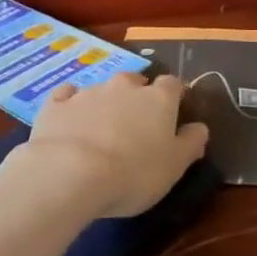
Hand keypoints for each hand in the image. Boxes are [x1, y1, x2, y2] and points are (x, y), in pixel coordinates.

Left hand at [17, 73, 210, 219]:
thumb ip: (191, 143)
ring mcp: (88, 92)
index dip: (174, 96)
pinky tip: (69, 118)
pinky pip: (66, 96)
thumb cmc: (133, 174)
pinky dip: (70, 104)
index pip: (173, 84)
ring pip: (101, 90)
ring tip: (101, 130)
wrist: (70, 174)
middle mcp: (123, 87)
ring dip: (104, 104)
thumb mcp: (174, 167)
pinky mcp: (56, 104)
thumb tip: (200, 127)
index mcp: (158, 99)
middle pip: (135, 82)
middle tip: (135, 122)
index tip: (173, 111)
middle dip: (137, 96)